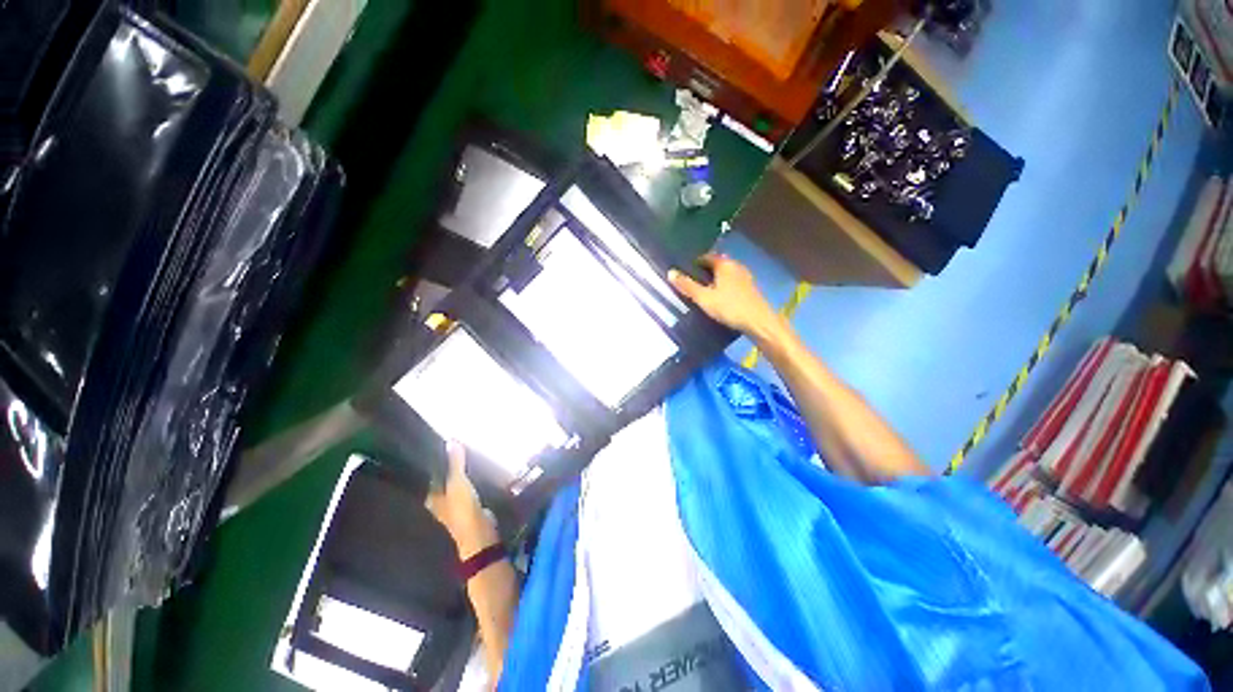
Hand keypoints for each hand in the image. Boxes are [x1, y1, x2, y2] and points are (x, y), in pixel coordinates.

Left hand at [425, 441, 499, 558]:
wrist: (479, 532)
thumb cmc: (462, 509)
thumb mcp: (458, 482)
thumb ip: (455, 462)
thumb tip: (451, 440)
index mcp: (431, 497)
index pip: (430, 476)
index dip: (436, 463)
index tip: (442, 447)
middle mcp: (440, 501)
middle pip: (443, 480)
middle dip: (450, 467)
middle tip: (459, 448)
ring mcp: (455, 505)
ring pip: (456, 485)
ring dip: (461, 474)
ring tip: (470, 456)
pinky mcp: (470, 507)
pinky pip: (468, 489)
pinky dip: (471, 481)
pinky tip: (478, 472)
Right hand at [668, 254, 781, 338]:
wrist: (758, 322)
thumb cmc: (729, 307)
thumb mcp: (704, 298)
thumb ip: (687, 285)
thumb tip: (670, 272)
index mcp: (724, 264)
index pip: (706, 257)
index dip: (694, 263)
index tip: (684, 272)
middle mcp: (736, 266)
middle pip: (717, 265)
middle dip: (704, 272)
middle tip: (691, 282)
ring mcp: (745, 277)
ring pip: (725, 274)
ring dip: (714, 280)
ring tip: (702, 291)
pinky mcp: (750, 289)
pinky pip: (732, 283)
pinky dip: (723, 287)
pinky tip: (718, 298)